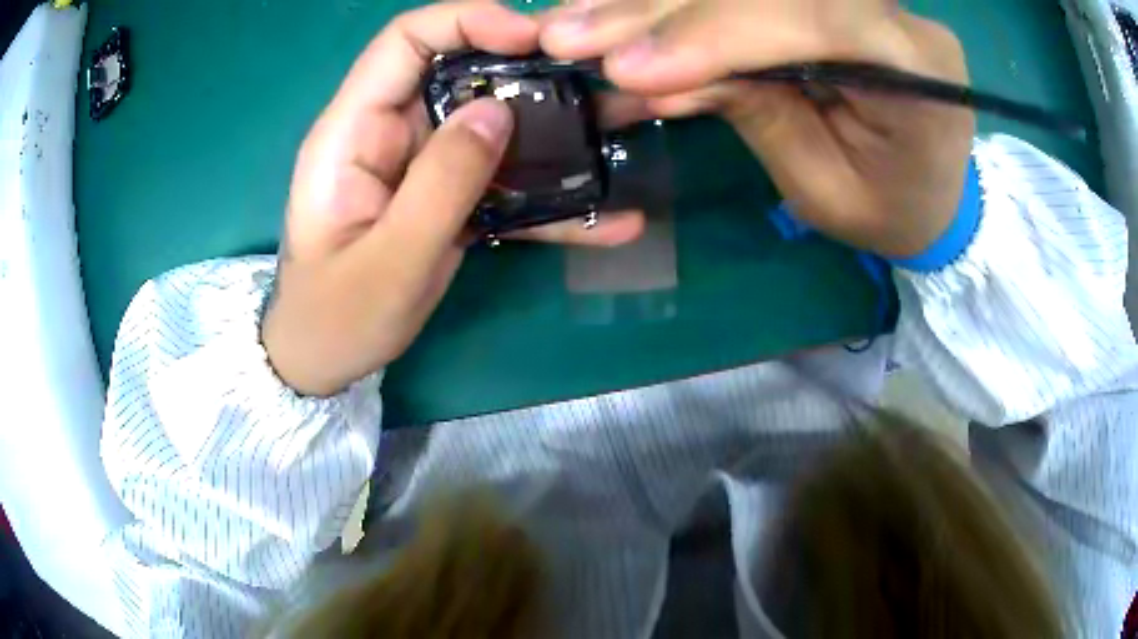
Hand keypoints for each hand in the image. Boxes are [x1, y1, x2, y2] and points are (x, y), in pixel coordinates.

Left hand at [263, 3, 643, 396]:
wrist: (324, 359)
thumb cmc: (336, 318)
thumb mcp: (388, 261)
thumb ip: (440, 184)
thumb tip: (496, 110)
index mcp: (352, 131)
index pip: (405, 41)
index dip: (467, 20)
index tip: (531, 37)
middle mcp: (387, 132)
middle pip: (458, 70)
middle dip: (525, 67)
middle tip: (592, 81)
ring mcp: (419, 164)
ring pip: (488, 121)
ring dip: (550, 127)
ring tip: (615, 131)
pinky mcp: (443, 194)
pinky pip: (498, 178)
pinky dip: (547, 194)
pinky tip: (605, 218)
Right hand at [541, 0, 975, 257]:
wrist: (928, 189)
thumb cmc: (889, 208)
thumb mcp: (826, 187)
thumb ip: (757, 113)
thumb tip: (655, 72)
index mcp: (918, 69)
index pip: (818, 18)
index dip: (721, 31)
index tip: (632, 67)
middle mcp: (891, 11)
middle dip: (668, 9)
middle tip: (571, 36)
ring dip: (655, 0)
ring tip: (574, 22)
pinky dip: (677, 2)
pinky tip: (618, 8)